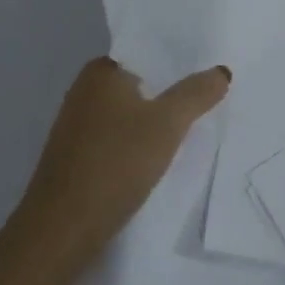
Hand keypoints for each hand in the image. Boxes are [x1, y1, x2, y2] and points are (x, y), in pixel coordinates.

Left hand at [10, 57, 230, 272]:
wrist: (63, 229)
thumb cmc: (115, 163)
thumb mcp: (167, 124)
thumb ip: (196, 94)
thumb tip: (221, 71)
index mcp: (101, 72)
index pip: (148, 54)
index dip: (180, 62)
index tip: (211, 71)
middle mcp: (85, 91)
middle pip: (141, 85)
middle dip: (172, 93)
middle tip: (213, 99)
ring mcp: (78, 126)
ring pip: (130, 115)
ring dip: (157, 122)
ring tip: (195, 129)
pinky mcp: (78, 158)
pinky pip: (119, 140)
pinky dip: (140, 145)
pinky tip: (161, 159)